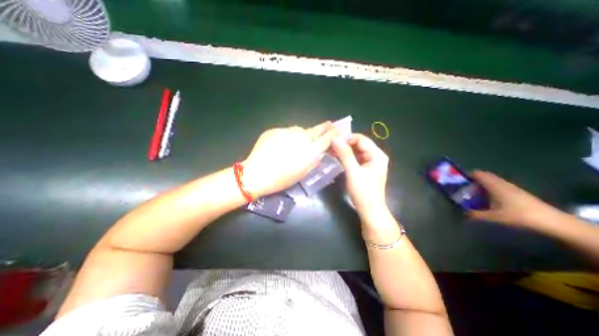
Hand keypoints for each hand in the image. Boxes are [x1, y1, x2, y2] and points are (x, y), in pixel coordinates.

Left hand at [241, 122, 336, 196]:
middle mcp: (301, 138)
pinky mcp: (275, 130)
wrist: (257, 174)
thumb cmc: (281, 179)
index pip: (326, 139)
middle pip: (316, 129)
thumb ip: (313, 160)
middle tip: (329, 124)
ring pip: (300, 129)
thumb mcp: (302, 173)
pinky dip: (288, 136)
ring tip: (300, 140)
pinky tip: (282, 144)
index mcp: (310, 151)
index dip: (333, 134)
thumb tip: (319, 152)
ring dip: (303, 134)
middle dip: (324, 127)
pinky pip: (286, 131)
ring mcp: (287, 132)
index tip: (337, 130)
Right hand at [330, 134, 391, 216]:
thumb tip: (335, 138)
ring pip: (355, 151)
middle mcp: (375, 156)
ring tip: (330, 150)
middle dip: (344, 144)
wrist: (369, 210)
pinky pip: (354, 158)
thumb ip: (345, 154)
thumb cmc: (363, 192)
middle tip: (329, 145)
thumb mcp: (353, 172)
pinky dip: (345, 157)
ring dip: (343, 150)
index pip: (361, 139)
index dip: (347, 138)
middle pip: (358, 144)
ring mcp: (370, 162)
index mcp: (377, 155)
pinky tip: (336, 156)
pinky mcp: (364, 168)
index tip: (332, 140)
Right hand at [468, 171, 562, 227]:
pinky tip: (488, 199)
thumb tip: (463, 213)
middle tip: (464, 188)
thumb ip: (476, 214)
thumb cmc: (518, 215)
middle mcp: (501, 183)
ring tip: (474, 194)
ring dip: (482, 184)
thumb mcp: (493, 217)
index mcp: (494, 185)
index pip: (478, 174)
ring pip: (492, 181)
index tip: (458, 180)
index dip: (467, 175)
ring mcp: (511, 187)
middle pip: (485, 176)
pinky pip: (498, 186)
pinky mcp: (517, 192)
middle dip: (473, 180)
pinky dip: (490, 189)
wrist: (551, 221)